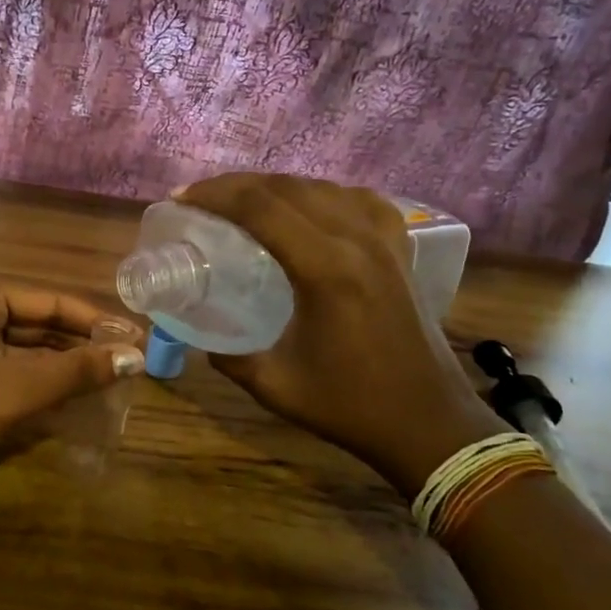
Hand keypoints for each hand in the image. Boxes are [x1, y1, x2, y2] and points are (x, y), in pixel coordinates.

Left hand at [0, 277, 144, 484]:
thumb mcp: (15, 387)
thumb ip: (75, 371)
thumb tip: (135, 356)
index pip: (51, 301)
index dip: (96, 322)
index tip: (137, 340)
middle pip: (39, 323)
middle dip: (81, 345)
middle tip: (129, 365)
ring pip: (25, 349)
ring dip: (63, 367)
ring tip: (110, 381)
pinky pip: (9, 371)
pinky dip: (39, 383)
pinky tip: (72, 398)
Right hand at [176, 175, 505, 499]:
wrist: (429, 424)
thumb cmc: (351, 407)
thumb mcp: (276, 385)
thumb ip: (230, 358)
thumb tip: (202, 339)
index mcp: (324, 270)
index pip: (260, 208)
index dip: (214, 195)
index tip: (181, 199)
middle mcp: (356, 241)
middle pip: (287, 188)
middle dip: (236, 185)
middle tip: (200, 197)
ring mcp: (384, 242)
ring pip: (323, 187)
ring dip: (276, 186)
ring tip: (244, 200)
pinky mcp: (400, 251)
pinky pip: (361, 201)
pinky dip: (326, 194)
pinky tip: (312, 207)